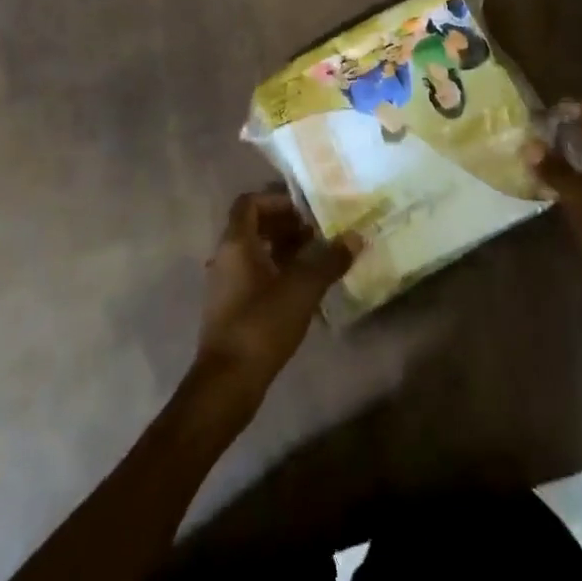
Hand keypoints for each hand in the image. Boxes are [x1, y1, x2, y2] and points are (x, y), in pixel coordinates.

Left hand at [196, 190, 360, 407]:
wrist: (228, 381)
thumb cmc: (261, 324)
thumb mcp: (302, 289)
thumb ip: (329, 260)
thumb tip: (355, 237)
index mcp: (236, 244)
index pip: (249, 203)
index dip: (277, 200)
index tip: (307, 209)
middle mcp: (225, 258)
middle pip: (252, 226)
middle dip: (286, 225)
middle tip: (319, 232)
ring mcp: (225, 284)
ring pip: (254, 252)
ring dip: (283, 249)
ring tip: (317, 257)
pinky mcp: (231, 307)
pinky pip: (254, 275)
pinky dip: (277, 271)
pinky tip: (304, 287)